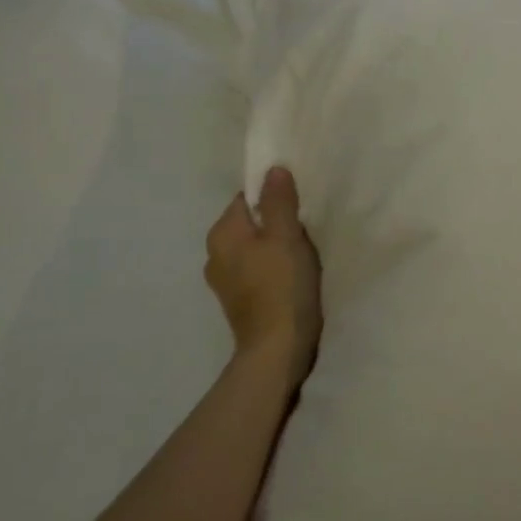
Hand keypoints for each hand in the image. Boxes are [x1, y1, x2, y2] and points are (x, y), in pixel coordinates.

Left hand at [204, 167, 322, 394]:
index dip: (274, 199)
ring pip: (254, 248)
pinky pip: (256, 271)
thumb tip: (273, 169)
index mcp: (222, 233)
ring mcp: (224, 281)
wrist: (277, 350)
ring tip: (302, 256)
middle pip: (250, 223)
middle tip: (305, 232)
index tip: (299, 209)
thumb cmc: (282, 286)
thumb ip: (279, 201)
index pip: (247, 198)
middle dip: (276, 224)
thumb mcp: (286, 236)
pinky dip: (272, 269)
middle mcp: (214, 254)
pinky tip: (292, 279)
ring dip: (275, 248)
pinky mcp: (238, 302)